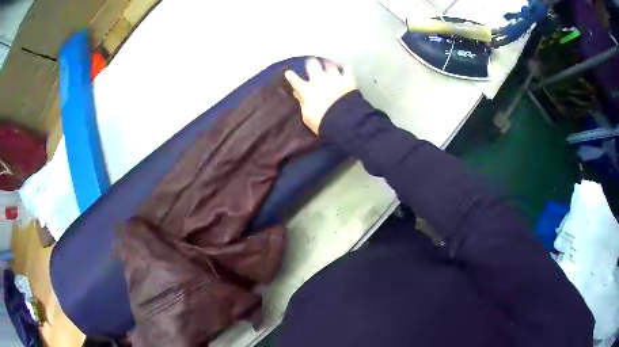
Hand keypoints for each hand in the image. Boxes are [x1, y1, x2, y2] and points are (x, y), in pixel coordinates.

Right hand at [284, 58, 356, 133]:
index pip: (295, 81)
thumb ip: (302, 103)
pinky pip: (347, 69)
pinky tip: (344, 67)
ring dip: (327, 63)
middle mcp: (319, 80)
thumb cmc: (322, 121)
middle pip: (312, 65)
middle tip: (311, 62)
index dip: (291, 76)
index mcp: (307, 90)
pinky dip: (345, 68)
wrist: (344, 121)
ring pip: (329, 64)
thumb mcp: (307, 116)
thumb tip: (297, 94)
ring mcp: (334, 78)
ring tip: (327, 62)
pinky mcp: (348, 80)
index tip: (288, 72)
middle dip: (310, 63)